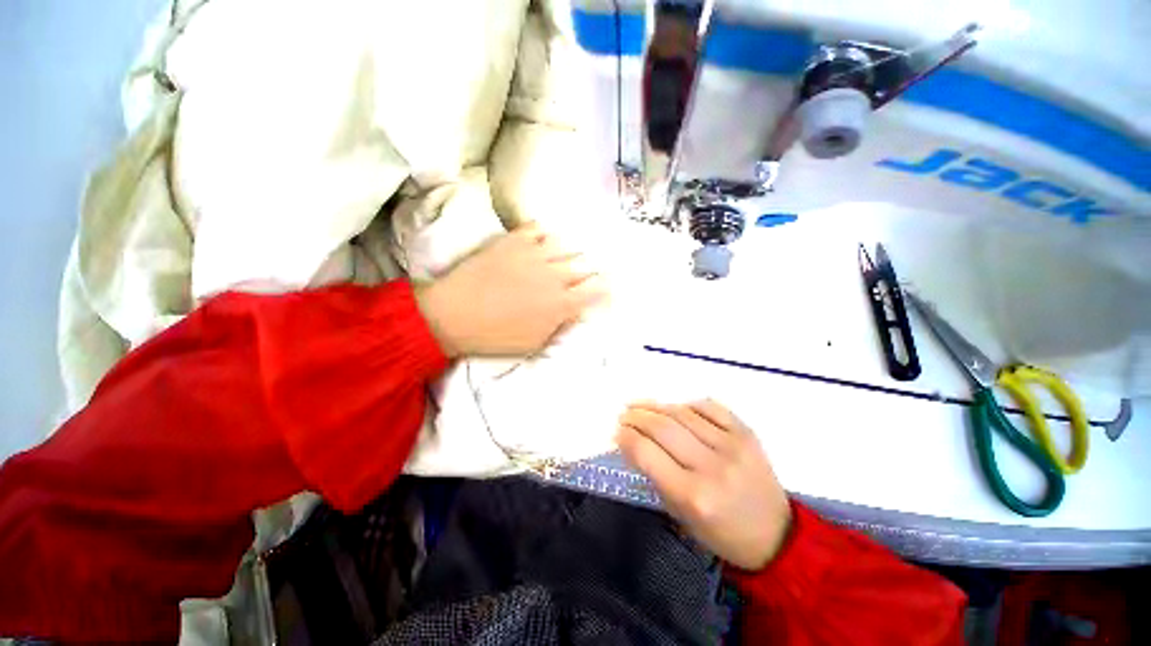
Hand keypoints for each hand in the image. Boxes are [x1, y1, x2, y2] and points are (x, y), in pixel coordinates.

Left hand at [415, 223, 607, 356]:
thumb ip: (560, 324)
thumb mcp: (534, 342)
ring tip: (561, 258)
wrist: (453, 314)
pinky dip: (542, 234)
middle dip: (589, 270)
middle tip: (585, 273)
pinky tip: (540, 241)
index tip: (606, 288)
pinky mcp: (513, 240)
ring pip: (564, 245)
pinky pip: (537, 228)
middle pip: (584, 265)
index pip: (595, 290)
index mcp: (560, 303)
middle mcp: (554, 275)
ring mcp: (534, 253)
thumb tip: (575, 310)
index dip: (604, 289)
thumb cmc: (495, 336)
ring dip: (567, 253)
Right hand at [617, 400, 791, 569]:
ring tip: (641, 406)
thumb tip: (632, 442)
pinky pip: (709, 406)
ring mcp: (732, 445)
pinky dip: (687, 404)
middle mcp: (712, 466)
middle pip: (662, 427)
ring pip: (682, 413)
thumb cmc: (721, 533)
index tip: (616, 430)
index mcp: (693, 495)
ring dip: (656, 406)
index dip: (625, 436)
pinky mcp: (746, 432)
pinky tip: (676, 408)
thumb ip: (654, 475)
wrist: (775, 535)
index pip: (646, 452)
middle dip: (636, 416)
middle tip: (624, 413)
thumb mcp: (680, 514)